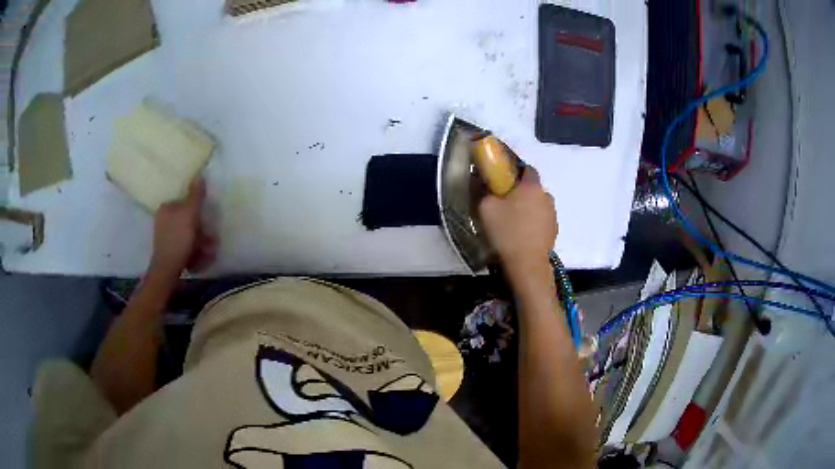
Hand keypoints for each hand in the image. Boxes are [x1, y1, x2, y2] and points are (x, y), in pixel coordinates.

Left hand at [148, 178, 216, 279]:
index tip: (207, 221)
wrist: (167, 270)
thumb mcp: (189, 214)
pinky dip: (194, 251)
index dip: (198, 212)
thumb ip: (195, 196)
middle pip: (187, 220)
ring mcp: (165, 237)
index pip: (185, 203)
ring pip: (188, 235)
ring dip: (200, 243)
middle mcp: (163, 220)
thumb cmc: (178, 239)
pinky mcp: (169, 251)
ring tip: (208, 253)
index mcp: (166, 208)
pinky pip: (185, 246)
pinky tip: (200, 259)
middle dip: (201, 231)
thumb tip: (199, 175)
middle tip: (211, 240)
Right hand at [479, 167, 556, 272]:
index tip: (502, 180)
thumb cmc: (506, 231)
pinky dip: (533, 222)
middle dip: (520, 192)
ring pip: (538, 204)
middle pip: (532, 188)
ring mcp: (553, 214)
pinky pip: (542, 219)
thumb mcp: (486, 208)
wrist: (527, 264)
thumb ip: (483, 189)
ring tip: (513, 221)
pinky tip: (522, 234)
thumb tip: (481, 179)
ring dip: (528, 208)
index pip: (526, 168)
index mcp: (531, 186)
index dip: (514, 171)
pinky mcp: (554, 230)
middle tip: (504, 202)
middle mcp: (546, 195)